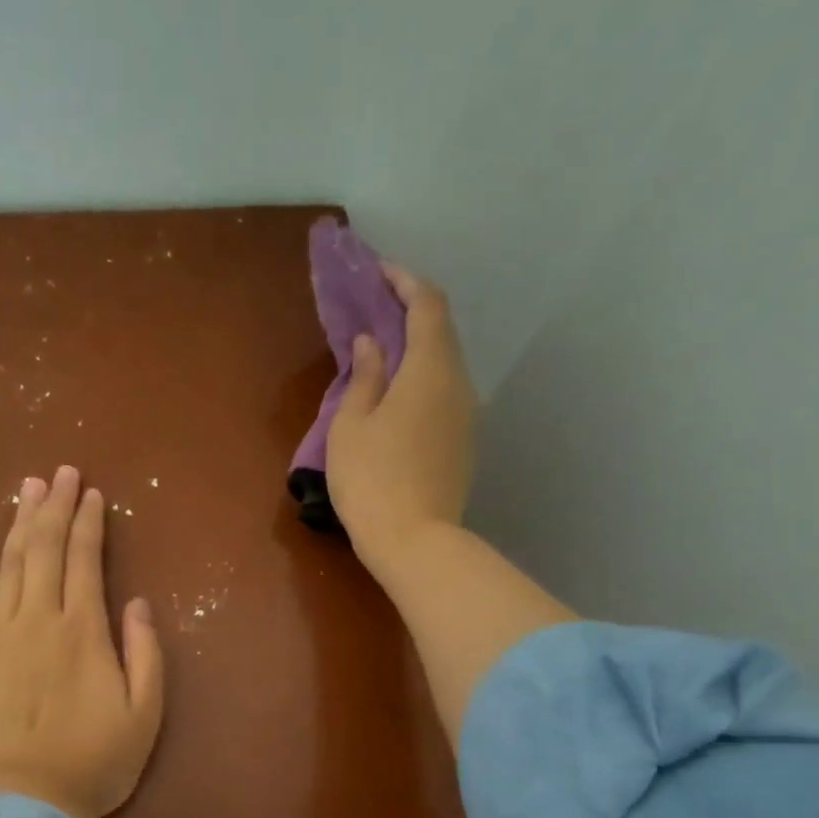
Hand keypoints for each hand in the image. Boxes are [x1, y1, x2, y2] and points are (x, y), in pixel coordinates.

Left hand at [0, 466, 164, 817]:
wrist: (24, 806)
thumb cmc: (93, 763)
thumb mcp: (144, 714)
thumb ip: (146, 653)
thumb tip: (136, 602)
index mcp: (83, 630)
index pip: (85, 560)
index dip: (89, 522)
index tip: (91, 492)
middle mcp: (38, 620)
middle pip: (45, 550)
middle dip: (54, 507)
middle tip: (59, 473)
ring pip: (8, 566)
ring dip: (18, 524)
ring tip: (26, 490)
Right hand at [324, 266, 476, 577]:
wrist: (415, 543)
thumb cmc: (372, 480)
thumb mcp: (352, 426)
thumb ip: (363, 377)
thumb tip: (373, 344)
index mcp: (429, 370)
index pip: (427, 305)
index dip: (404, 281)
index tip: (378, 273)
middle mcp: (458, 384)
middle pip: (441, 333)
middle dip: (410, 313)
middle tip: (374, 312)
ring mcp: (466, 417)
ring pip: (445, 366)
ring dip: (416, 350)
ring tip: (381, 355)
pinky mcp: (464, 444)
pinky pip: (445, 395)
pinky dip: (422, 381)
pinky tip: (397, 397)